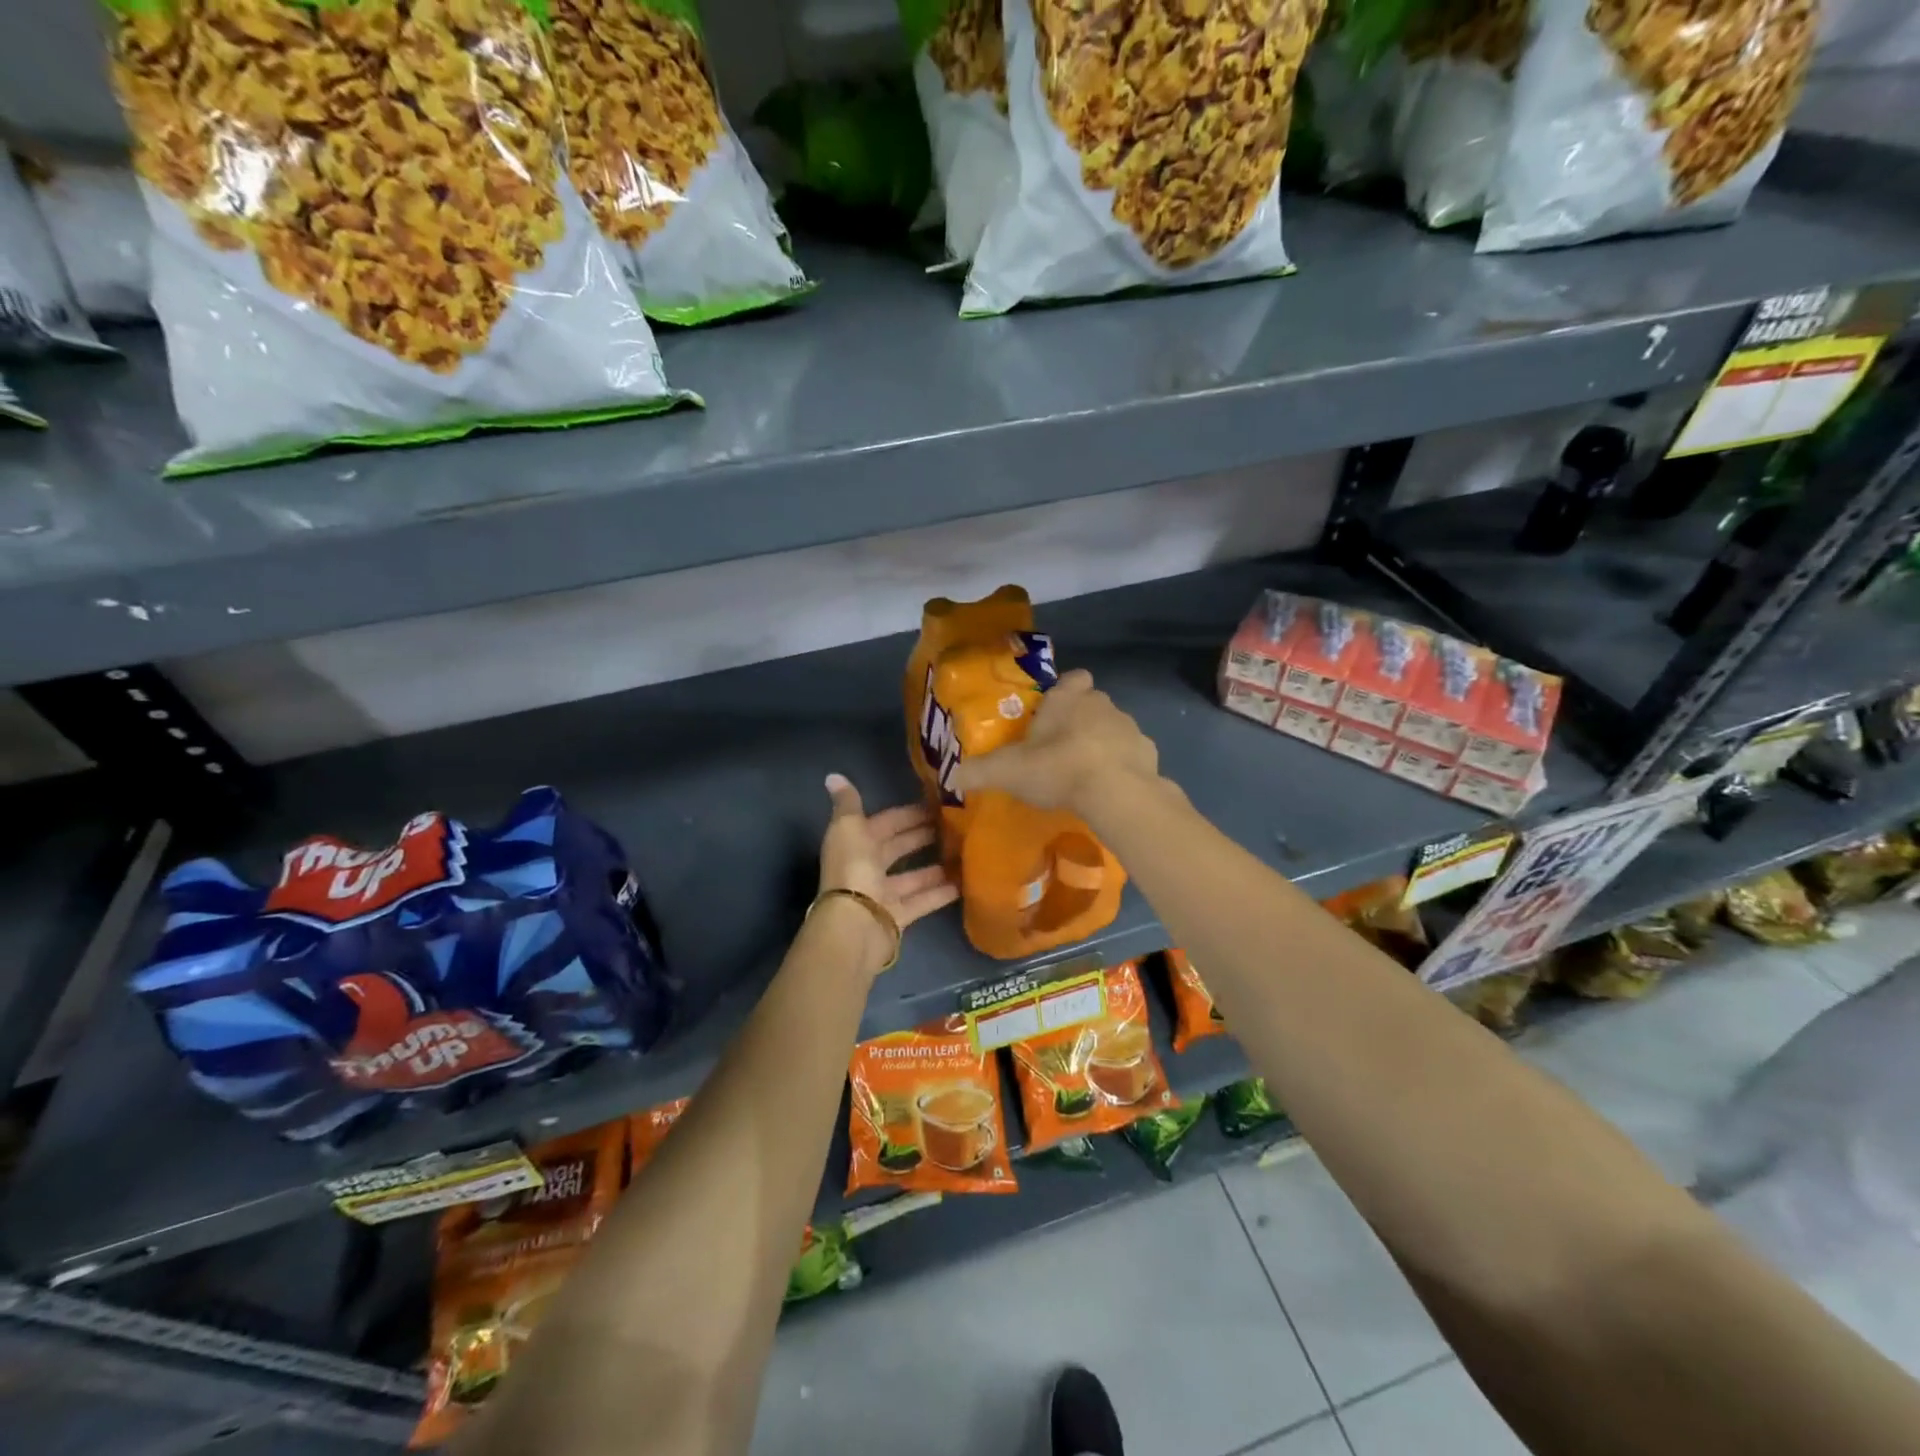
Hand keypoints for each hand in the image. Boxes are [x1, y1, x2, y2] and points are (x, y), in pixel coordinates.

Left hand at [817, 774, 958, 972]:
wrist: (853, 924)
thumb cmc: (853, 869)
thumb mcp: (848, 828)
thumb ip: (848, 802)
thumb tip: (833, 775)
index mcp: (856, 843)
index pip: (886, 823)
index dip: (909, 814)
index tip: (938, 804)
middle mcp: (868, 867)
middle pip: (899, 848)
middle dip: (924, 836)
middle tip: (957, 825)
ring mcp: (883, 894)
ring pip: (913, 876)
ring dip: (936, 866)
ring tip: (965, 852)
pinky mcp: (897, 917)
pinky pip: (922, 901)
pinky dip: (940, 893)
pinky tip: (964, 883)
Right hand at [947, 669, 1158, 814]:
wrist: (1116, 793)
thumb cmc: (1058, 767)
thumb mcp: (1008, 771)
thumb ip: (979, 771)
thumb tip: (953, 776)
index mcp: (1069, 698)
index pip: (1073, 678)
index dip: (1065, 690)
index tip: (1053, 711)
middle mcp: (1102, 703)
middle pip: (1092, 704)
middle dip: (1079, 721)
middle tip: (1060, 750)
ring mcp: (1130, 727)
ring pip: (1113, 728)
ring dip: (1101, 744)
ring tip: (1084, 774)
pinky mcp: (1149, 753)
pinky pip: (1131, 755)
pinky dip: (1121, 767)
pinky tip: (1108, 789)